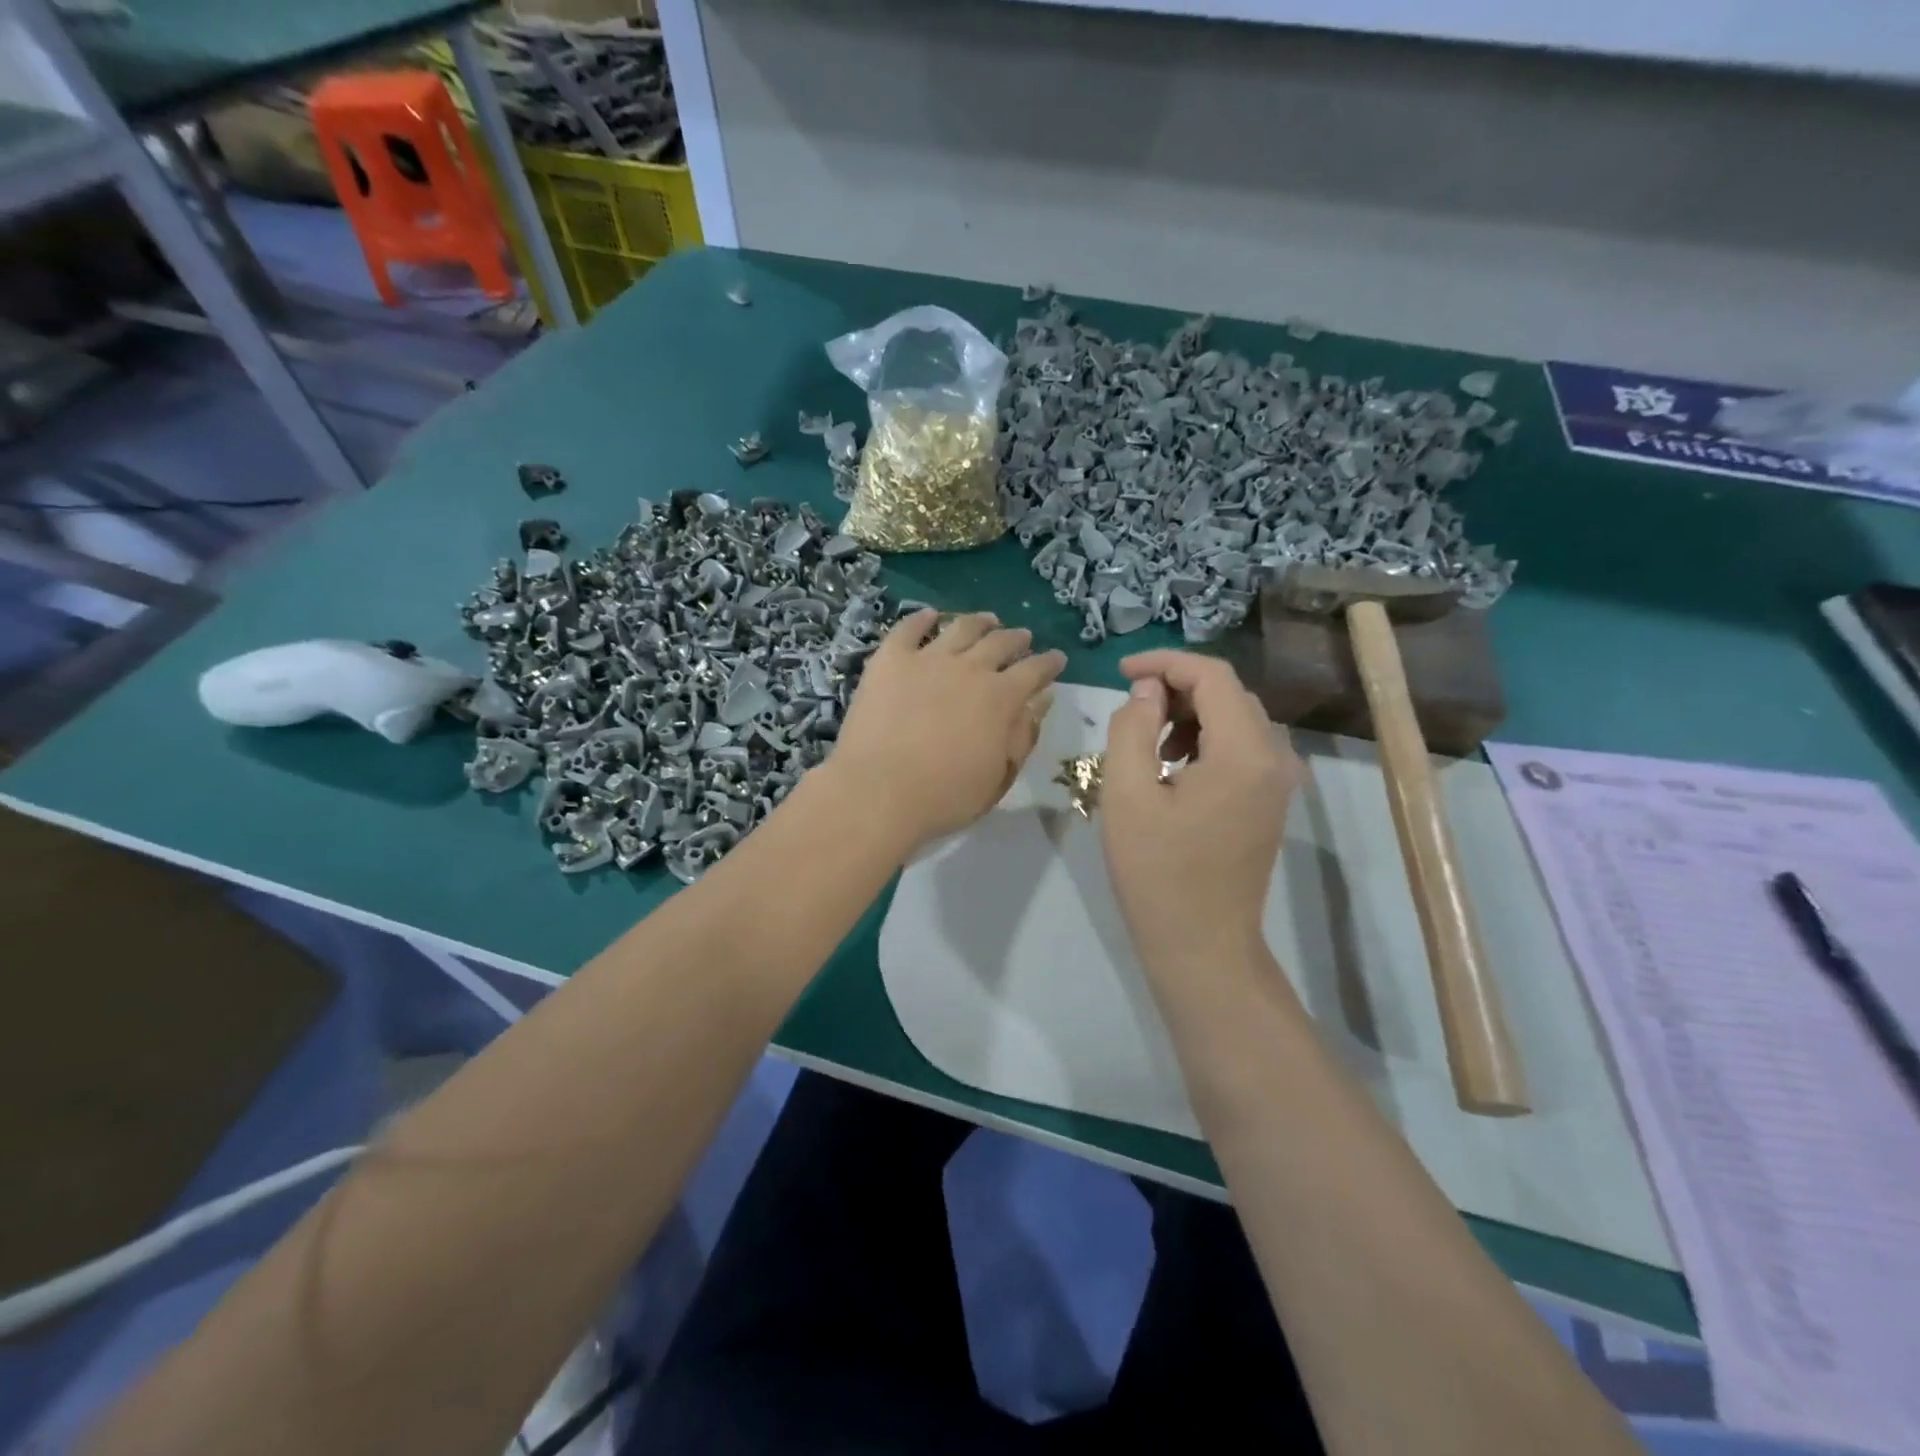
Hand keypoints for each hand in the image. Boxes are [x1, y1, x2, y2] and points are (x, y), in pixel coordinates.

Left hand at [830, 609, 1065, 849]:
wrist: (879, 791)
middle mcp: (970, 668)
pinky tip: (929, 615)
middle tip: (1023, 637)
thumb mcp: (999, 776)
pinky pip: (908, 629)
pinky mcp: (890, 660)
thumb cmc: (946, 796)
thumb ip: (1023, 736)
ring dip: (979, 622)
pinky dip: (921, 619)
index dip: (1049, 663)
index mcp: (1002, 698)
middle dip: (1017, 639)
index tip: (1057, 659)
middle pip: (1000, 643)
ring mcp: (928, 659)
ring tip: (987, 619)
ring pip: (960, 628)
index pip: (1035, 671)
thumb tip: (1041, 702)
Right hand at [1100, 650, 1302, 980]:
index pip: (1212, 676)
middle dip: (1177, 688)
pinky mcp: (1273, 800)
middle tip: (1131, 709)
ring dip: (1191, 714)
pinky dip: (1208, 739)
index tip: (1121, 672)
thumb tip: (1147, 691)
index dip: (1164, 663)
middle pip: (1229, 693)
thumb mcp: (1127, 794)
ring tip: (1148, 743)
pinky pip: (1244, 747)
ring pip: (1238, 718)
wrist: (1202, 944)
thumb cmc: (1157, 872)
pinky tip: (1175, 767)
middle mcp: (1276, 757)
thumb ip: (1132, 728)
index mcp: (1244, 752)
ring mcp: (1281, 781)